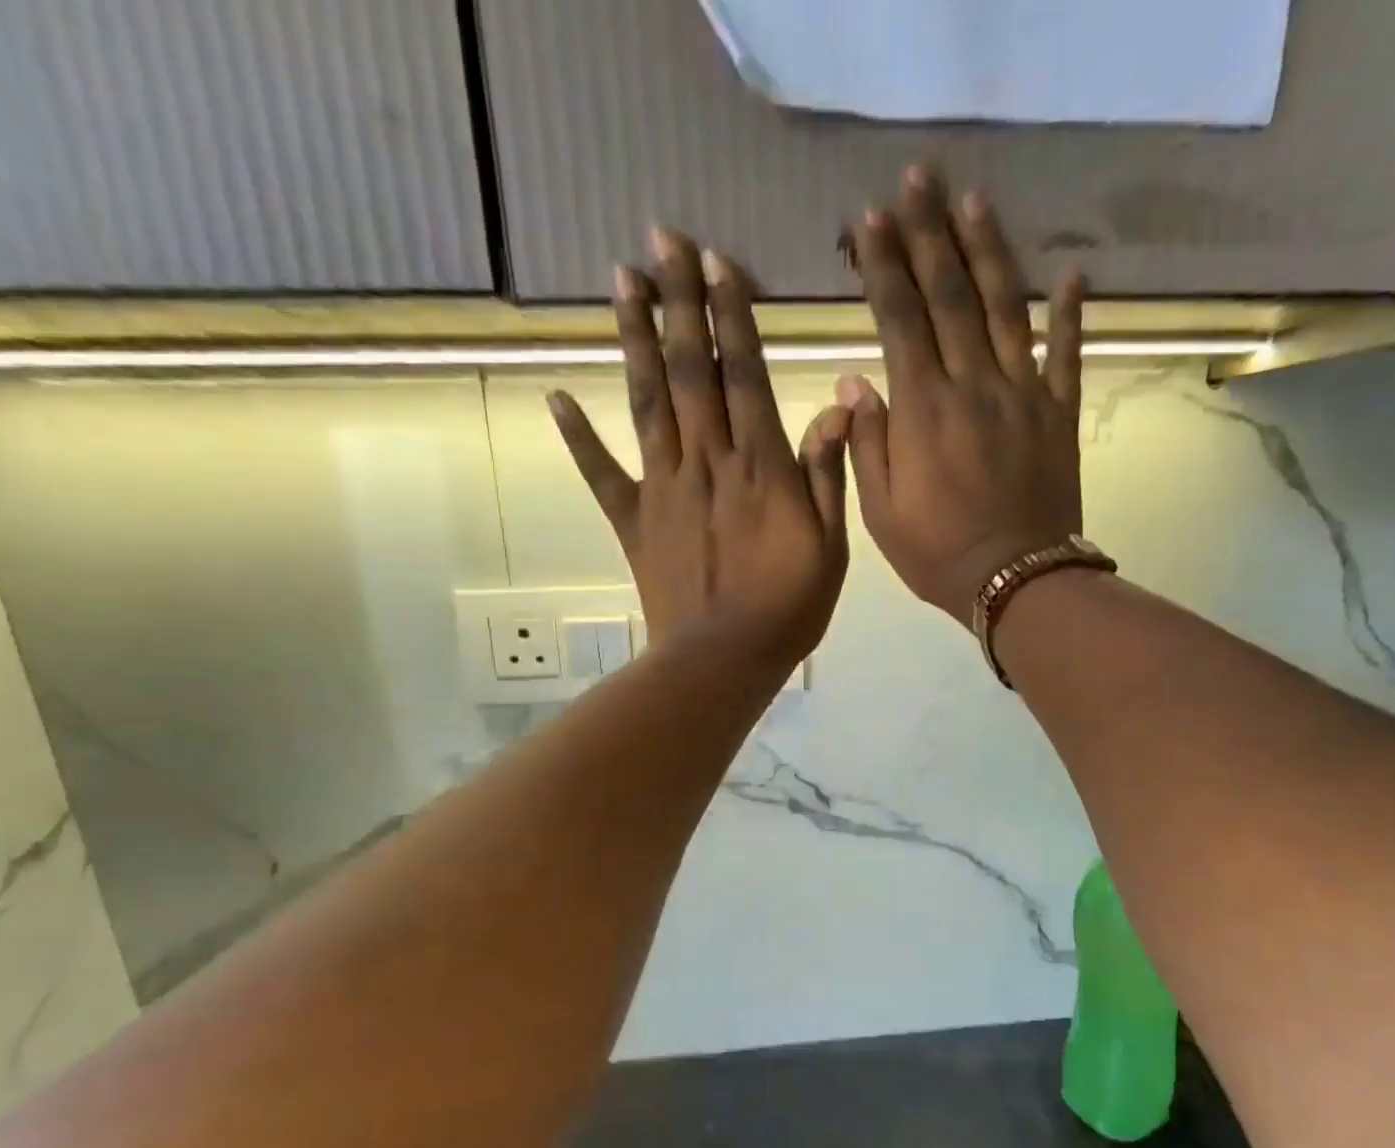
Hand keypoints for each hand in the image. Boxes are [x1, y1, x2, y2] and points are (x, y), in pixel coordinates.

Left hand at [549, 229, 851, 672]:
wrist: (724, 659)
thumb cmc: (788, 607)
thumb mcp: (830, 545)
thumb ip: (827, 473)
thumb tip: (839, 404)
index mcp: (759, 464)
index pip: (743, 372)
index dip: (731, 314)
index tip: (716, 261)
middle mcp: (706, 460)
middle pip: (690, 369)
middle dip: (678, 301)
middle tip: (663, 240)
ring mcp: (662, 487)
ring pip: (645, 400)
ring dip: (634, 338)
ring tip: (621, 281)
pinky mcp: (633, 520)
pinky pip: (601, 472)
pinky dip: (576, 435)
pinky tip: (555, 394)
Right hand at [842, 166, 1084, 621]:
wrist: (1014, 581)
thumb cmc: (936, 554)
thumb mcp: (880, 512)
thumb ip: (867, 443)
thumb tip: (855, 381)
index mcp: (922, 409)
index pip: (899, 318)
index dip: (884, 264)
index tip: (870, 219)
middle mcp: (973, 384)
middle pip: (950, 294)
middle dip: (929, 233)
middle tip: (917, 179)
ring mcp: (1022, 393)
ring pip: (1005, 307)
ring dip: (988, 250)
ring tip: (974, 200)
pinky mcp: (1059, 413)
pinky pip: (1068, 353)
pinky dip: (1072, 313)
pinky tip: (1072, 275)